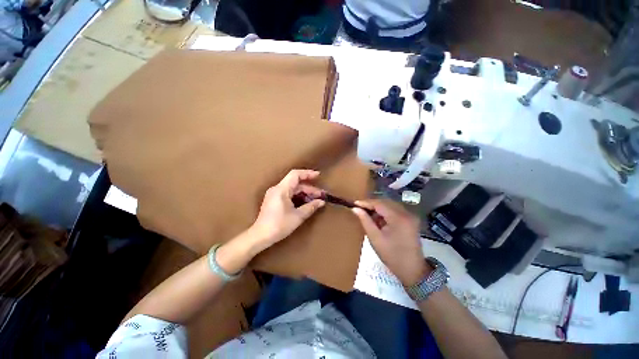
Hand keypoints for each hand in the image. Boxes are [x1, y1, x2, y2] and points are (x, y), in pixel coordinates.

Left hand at [250, 169, 325, 251]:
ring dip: (304, 193)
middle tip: (321, 195)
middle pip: (296, 183)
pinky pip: (288, 193)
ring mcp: (274, 194)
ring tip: (316, 199)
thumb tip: (321, 202)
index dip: (307, 173)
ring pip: (292, 189)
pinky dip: (298, 196)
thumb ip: (311, 207)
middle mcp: (277, 189)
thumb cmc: (279, 225)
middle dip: (309, 188)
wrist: (260, 236)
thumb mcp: (298, 216)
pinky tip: (305, 202)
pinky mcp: (274, 200)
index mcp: (281, 190)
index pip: (295, 175)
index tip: (318, 175)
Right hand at [351, 199, 429, 285]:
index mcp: (398, 218)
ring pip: (390, 205)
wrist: (413, 270)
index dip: (366, 202)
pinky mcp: (411, 220)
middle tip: (360, 209)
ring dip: (378, 208)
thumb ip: (365, 221)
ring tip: (367, 214)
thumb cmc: (392, 255)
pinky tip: (378, 219)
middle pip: (385, 202)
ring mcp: (410, 216)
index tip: (355, 203)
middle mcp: (406, 213)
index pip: (379, 203)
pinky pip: (395, 210)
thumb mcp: (375, 238)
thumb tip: (355, 209)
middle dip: (372, 204)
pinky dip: (385, 212)